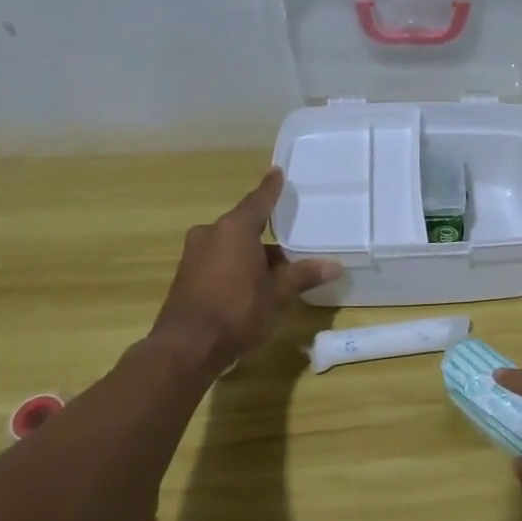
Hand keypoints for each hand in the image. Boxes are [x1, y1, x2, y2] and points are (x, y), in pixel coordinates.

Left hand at [151, 168, 340, 373]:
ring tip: (278, 270)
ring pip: (231, 246)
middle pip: (244, 226)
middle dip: (267, 236)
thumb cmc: (237, 311)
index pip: (258, 201)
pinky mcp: (186, 276)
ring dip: (252, 255)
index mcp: (233, 229)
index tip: (278, 173)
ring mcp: (194, 255)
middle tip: (292, 242)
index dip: (270, 189)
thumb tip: (335, 266)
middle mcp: (210, 234)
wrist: (186, 348)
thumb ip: (303, 276)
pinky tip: (254, 284)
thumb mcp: (277, 294)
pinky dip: (237, 266)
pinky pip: (218, 261)